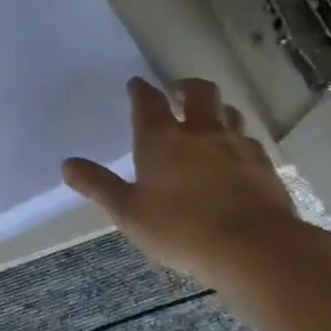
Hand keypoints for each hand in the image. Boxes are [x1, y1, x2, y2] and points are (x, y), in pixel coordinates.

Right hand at [62, 78, 303, 289]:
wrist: (254, 246)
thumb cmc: (180, 228)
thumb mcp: (128, 212)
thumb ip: (98, 185)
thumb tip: (67, 164)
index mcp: (161, 139)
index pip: (148, 102)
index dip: (140, 90)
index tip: (136, 84)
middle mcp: (200, 132)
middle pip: (198, 92)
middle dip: (185, 87)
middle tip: (176, 92)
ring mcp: (236, 145)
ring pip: (229, 112)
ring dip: (216, 110)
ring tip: (207, 119)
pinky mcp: (264, 165)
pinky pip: (249, 140)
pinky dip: (237, 139)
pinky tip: (234, 154)